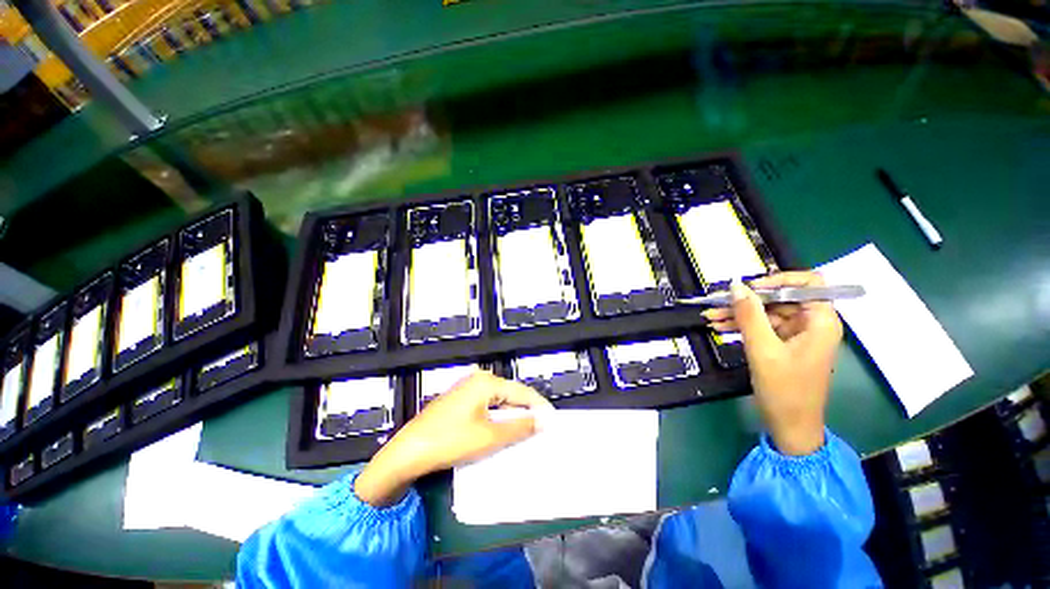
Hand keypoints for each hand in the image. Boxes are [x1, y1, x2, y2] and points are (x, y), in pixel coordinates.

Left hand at [354, 371, 552, 506]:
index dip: (539, 408)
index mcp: (487, 382)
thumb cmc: (451, 441)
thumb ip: (520, 427)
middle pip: (510, 395)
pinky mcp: (459, 401)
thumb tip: (543, 420)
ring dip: (511, 418)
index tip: (553, 423)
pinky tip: (501, 434)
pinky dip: (496, 420)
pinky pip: (486, 407)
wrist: (408, 452)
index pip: (523, 392)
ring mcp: (466, 389)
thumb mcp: (490, 437)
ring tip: (524, 436)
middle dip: (525, 414)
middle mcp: (478, 380)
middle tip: (539, 433)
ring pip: (498, 402)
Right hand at [703, 272, 842, 455]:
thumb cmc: (785, 390)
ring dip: (738, 314)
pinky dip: (741, 326)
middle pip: (780, 298)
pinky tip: (719, 326)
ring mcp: (796, 335)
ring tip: (710, 316)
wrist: (789, 426)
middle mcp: (811, 324)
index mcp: (820, 322)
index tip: (750, 287)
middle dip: (748, 300)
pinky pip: (761, 327)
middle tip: (717, 302)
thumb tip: (736, 286)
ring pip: (766, 313)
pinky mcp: (783, 345)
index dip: (780, 280)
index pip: (809, 284)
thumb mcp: (763, 350)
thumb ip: (749, 316)